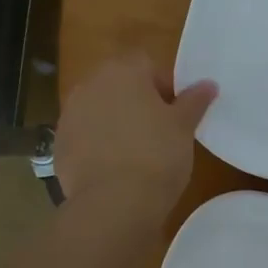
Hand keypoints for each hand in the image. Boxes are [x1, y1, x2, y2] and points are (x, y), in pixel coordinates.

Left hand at [54, 54, 216, 226]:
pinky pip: (84, 136)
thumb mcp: (184, 127)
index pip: (147, 64)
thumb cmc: (157, 155)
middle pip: (119, 84)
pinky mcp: (59, 145)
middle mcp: (90, 85)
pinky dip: (97, 145)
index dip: (165, 86)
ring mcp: (69, 115)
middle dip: (137, 102)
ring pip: (99, 110)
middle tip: (159, 132)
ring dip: (115, 122)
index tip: (176, 113)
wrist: (114, 203)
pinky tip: (114, 169)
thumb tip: (208, 84)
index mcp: (123, 71)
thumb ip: (195, 101)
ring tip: (136, 152)